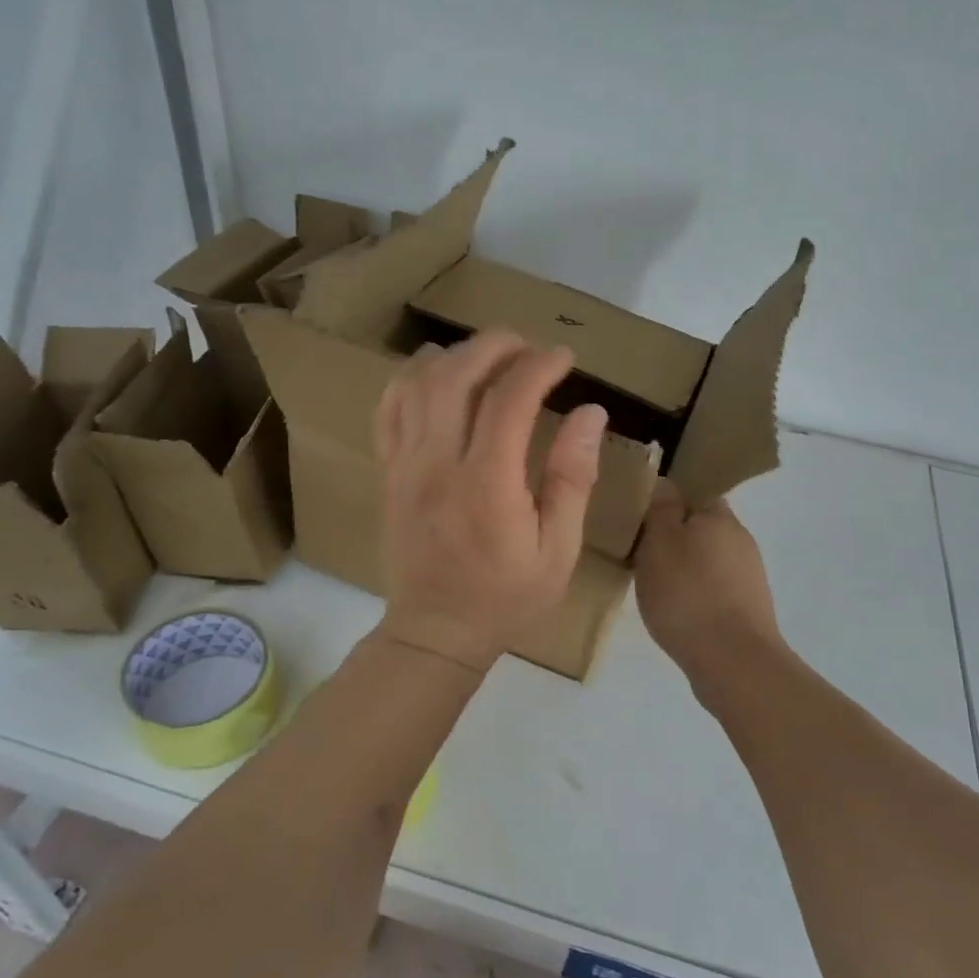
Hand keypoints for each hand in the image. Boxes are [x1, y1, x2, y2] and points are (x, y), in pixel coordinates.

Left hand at [374, 330, 607, 670]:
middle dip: (494, 346)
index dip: (539, 366)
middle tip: (526, 344)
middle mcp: (438, 464)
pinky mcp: (388, 472)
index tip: (564, 358)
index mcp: (487, 485)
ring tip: (487, 354)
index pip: (510, 400)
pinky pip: (389, 408)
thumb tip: (590, 413)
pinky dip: (412, 378)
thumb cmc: (506, 596)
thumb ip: (572, 478)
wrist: (435, 632)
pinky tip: (437, 374)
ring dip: (454, 355)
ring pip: (417, 384)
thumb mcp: (558, 549)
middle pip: (456, 376)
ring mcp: (405, 465)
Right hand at [634, 484, 783, 673]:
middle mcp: (740, 540)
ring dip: (681, 568)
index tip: (639, 518)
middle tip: (637, 554)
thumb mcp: (660, 543)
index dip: (666, 501)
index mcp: (721, 516)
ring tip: (651, 587)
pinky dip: (693, 594)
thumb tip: (666, 483)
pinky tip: (674, 612)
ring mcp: (748, 577)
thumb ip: (661, 509)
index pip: (694, 492)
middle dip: (671, 537)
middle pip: (700, 527)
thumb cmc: (688, 595)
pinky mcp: (747, 609)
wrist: (733, 663)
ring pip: (705, 560)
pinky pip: (712, 589)